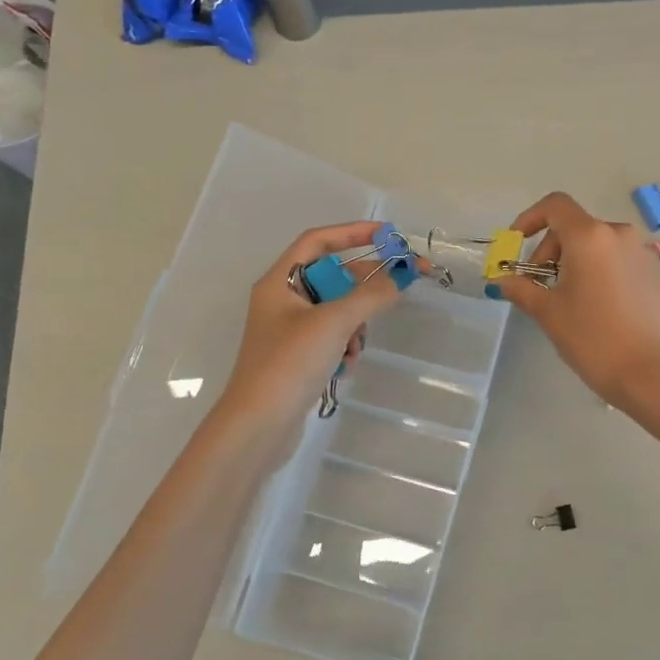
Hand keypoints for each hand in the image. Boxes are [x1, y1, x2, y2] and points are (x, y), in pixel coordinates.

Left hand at [214, 222, 409, 454]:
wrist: (259, 425)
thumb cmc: (290, 364)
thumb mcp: (334, 323)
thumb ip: (370, 295)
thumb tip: (400, 276)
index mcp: (280, 281)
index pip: (318, 241)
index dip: (353, 233)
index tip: (388, 237)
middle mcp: (282, 301)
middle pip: (332, 278)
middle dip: (362, 289)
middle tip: (400, 289)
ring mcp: (289, 331)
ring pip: (336, 311)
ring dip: (354, 326)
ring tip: (354, 347)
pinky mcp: (298, 358)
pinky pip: (331, 338)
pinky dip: (344, 348)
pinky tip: (344, 367)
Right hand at [493, 192, 659, 412]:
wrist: (653, 374)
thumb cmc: (593, 338)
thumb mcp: (549, 313)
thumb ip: (522, 289)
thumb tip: (501, 280)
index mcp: (590, 236)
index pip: (555, 205)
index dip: (530, 218)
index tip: (516, 244)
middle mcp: (620, 234)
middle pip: (576, 227)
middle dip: (550, 250)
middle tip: (539, 286)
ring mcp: (644, 253)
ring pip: (599, 245)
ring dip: (576, 262)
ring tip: (568, 300)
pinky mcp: (658, 274)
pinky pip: (620, 262)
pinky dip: (601, 273)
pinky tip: (599, 309)